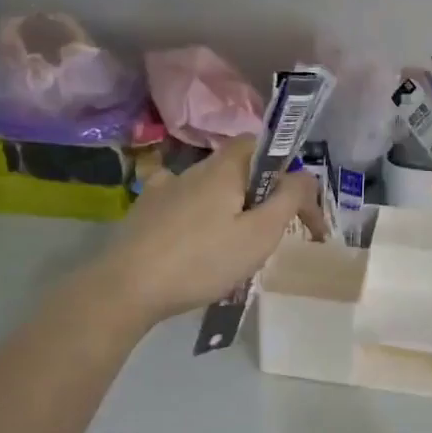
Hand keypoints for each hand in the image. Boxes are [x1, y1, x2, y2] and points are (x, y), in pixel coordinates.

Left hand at [95, 135, 323, 326]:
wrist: (127, 287)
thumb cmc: (203, 260)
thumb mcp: (260, 233)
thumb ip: (288, 199)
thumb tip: (304, 175)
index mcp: (225, 168)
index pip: (262, 145)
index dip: (286, 169)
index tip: (299, 207)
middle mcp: (194, 169)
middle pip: (237, 169)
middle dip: (260, 194)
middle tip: (272, 233)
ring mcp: (164, 188)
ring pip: (209, 188)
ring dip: (229, 207)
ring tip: (235, 246)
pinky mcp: (145, 212)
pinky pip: (182, 204)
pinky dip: (198, 216)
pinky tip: (194, 235)